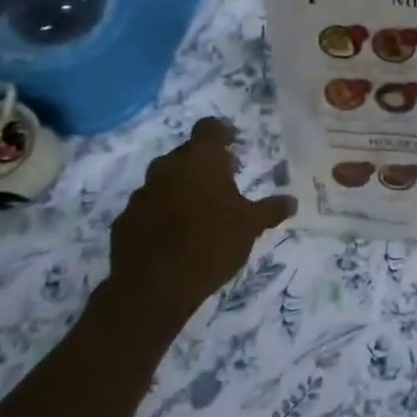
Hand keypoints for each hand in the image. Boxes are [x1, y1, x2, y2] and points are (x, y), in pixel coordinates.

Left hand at [105, 117, 294, 317]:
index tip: (234, 144)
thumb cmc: (210, 244)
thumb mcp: (250, 227)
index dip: (222, 132)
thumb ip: (270, 210)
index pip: (209, 128)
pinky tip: (174, 234)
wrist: (153, 288)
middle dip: (204, 163)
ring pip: (164, 180)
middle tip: (223, 181)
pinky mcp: (124, 220)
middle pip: (186, 153)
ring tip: (199, 210)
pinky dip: (161, 212)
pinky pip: (147, 207)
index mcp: (200, 160)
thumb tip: (292, 201)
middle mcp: (167, 167)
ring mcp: (141, 194)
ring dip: (180, 187)